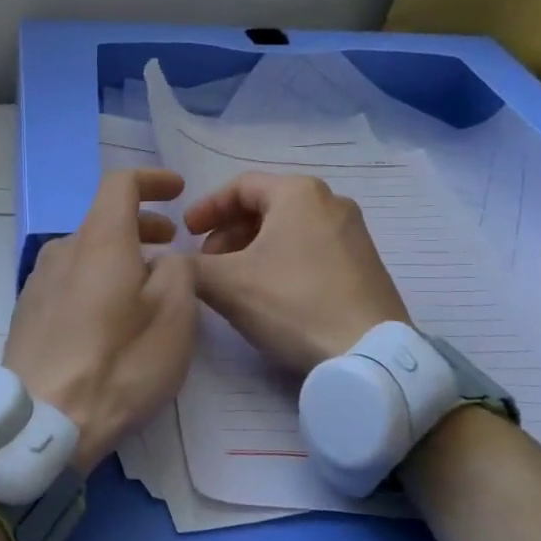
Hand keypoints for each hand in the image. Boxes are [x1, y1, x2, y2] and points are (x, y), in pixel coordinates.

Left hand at [3, 169, 197, 473]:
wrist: (44, 420)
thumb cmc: (119, 364)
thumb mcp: (174, 315)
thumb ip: (177, 270)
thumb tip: (164, 259)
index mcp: (98, 241)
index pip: (120, 184)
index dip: (152, 180)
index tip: (178, 190)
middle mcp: (61, 251)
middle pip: (102, 221)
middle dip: (142, 225)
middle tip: (171, 245)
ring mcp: (38, 283)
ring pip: (85, 253)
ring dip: (119, 257)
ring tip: (145, 286)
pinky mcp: (27, 314)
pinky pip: (68, 281)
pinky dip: (95, 281)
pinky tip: (109, 317)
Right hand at [185, 172, 408, 374]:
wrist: (368, 354)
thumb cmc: (292, 303)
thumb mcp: (226, 284)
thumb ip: (189, 267)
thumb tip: (172, 263)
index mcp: (298, 193)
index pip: (240, 186)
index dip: (205, 209)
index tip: (185, 235)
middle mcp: (331, 201)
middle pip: (265, 206)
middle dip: (228, 233)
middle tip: (207, 263)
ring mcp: (353, 232)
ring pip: (288, 229)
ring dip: (252, 249)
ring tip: (234, 282)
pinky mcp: (365, 263)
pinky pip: (311, 249)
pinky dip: (281, 261)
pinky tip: (269, 294)